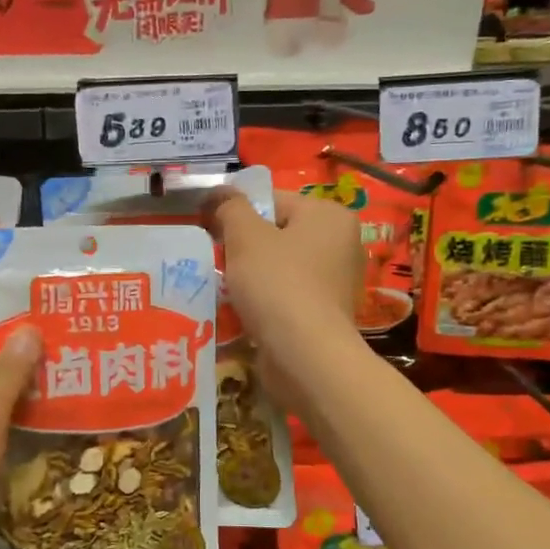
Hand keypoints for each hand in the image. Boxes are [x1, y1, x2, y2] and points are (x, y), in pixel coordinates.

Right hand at [204, 188, 362, 398]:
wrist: (304, 356)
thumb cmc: (277, 285)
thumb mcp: (245, 236)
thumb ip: (230, 208)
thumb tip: (219, 193)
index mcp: (328, 215)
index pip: (273, 199)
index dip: (235, 211)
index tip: (209, 231)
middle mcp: (340, 243)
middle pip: (276, 233)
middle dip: (243, 246)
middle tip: (216, 260)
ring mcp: (336, 281)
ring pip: (279, 266)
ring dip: (250, 275)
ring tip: (225, 288)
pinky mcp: (325, 313)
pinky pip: (285, 294)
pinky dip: (264, 299)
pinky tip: (243, 311)